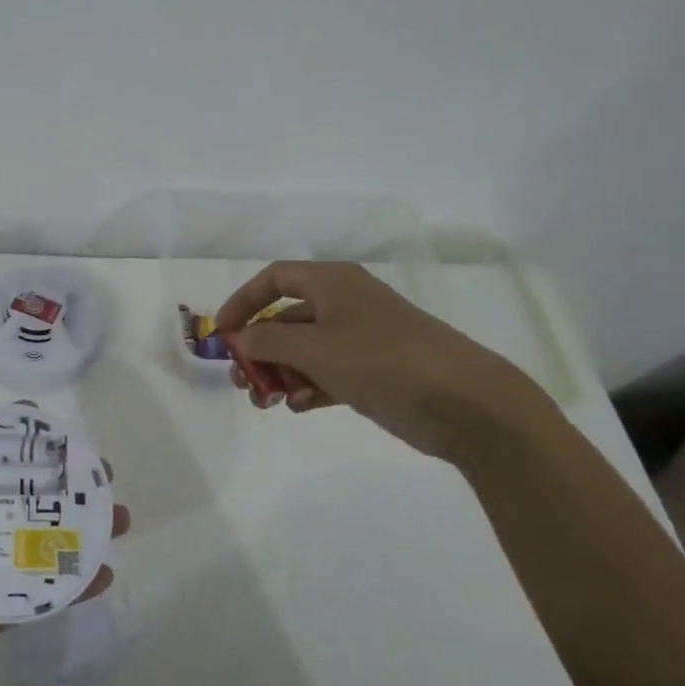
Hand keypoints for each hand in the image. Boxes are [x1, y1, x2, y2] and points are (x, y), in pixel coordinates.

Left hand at [0, 413, 130, 685]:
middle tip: (101, 473)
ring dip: (80, 528)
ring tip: (117, 516)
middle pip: (22, 499)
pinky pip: (42, 593)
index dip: (16, 446)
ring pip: (40, 542)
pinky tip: (103, 570)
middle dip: (63, 484)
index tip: (51, 428)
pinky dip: (74, 583)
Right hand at [216, 261, 541, 461]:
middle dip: (259, 348)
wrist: (462, 400)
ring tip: (267, 401)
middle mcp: (344, 304)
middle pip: (286, 318)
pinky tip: (300, 407)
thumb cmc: (381, 360)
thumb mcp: (314, 348)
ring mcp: (360, 338)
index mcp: (332, 283)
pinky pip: (327, 372)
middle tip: (242, 379)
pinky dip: (309, 387)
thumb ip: (267, 341)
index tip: (222, 334)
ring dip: (280, 373)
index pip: (274, 278)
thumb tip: (239, 337)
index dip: (243, 302)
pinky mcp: (373, 371)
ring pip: (304, 350)